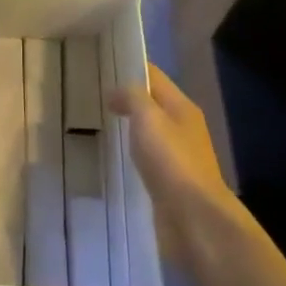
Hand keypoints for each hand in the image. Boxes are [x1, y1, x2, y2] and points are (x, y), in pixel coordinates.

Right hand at [106, 65, 235, 221]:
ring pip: (148, 134)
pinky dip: (132, 155)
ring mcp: (178, 158)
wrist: (195, 220)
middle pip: (152, 105)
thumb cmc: (172, 161)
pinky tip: (113, 159)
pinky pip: (147, 160)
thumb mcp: (149, 118)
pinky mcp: (170, 184)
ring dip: (128, 129)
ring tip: (97, 125)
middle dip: (126, 99)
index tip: (99, 66)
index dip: (129, 68)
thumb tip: (116, 92)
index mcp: (182, 107)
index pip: (154, 77)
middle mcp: (183, 128)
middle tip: (91, 96)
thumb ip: (132, 97)